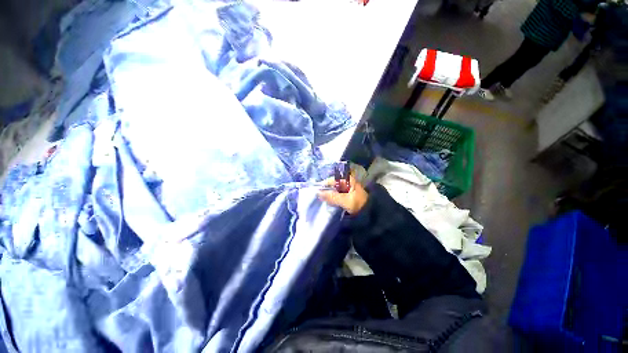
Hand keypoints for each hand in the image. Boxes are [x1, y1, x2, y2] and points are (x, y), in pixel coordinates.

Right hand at [317, 174, 368, 214]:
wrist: (370, 214)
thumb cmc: (359, 204)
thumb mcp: (345, 200)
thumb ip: (332, 197)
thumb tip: (318, 193)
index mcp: (348, 180)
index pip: (332, 179)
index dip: (324, 184)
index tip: (316, 191)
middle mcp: (346, 183)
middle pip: (332, 185)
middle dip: (325, 190)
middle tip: (317, 197)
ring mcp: (345, 190)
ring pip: (333, 191)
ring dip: (327, 196)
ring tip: (320, 200)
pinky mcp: (345, 197)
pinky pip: (335, 196)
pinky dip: (331, 199)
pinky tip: (326, 203)